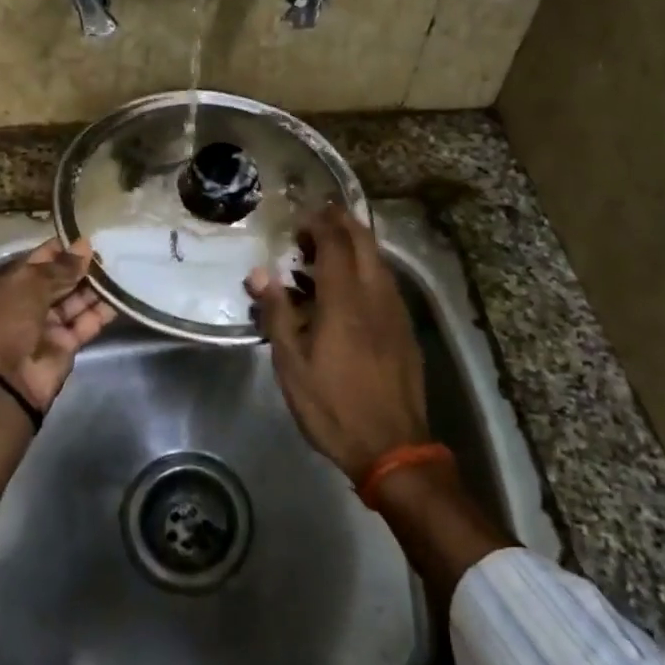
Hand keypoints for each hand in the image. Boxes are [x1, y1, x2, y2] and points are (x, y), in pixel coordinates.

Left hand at [0, 237, 117, 413]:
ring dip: (97, 287)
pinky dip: (102, 311)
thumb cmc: (8, 319)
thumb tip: (85, 246)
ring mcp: (50, 324)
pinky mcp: (67, 345)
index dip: (65, 248)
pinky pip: (87, 323)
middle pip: (62, 280)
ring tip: (123, 268)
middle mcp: (32, 301)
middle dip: (84, 267)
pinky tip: (122, 295)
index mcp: (15, 282)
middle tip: (114, 250)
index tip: (91, 236)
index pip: (43, 259)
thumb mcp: (31, 284)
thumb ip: (62, 266)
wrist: (2, 378)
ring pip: (77, 301)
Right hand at [246, 205, 427, 481]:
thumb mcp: (292, 365)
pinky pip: (386, 282)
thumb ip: (277, 313)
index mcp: (345, 300)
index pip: (336, 244)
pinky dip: (368, 267)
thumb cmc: (333, 406)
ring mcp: (396, 311)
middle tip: (317, 219)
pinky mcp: (405, 329)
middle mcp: (375, 295)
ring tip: (330, 248)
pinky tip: (352, 285)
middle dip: (342, 223)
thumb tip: (259, 273)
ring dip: (356, 244)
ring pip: (379, 260)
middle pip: (364, 242)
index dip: (320, 223)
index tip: (301, 217)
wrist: (393, 447)